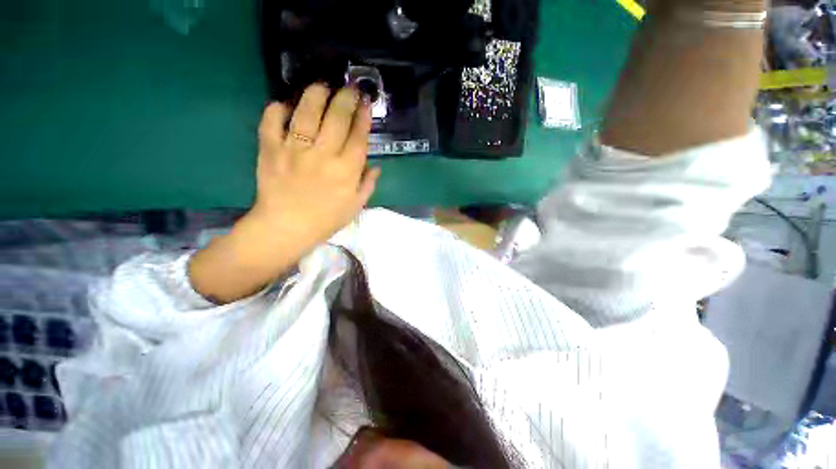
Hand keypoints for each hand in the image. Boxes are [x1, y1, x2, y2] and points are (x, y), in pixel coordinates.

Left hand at [250, 83, 379, 252]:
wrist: (287, 227)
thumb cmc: (326, 219)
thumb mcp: (355, 206)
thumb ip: (368, 184)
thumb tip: (376, 166)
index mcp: (346, 170)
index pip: (358, 136)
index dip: (363, 117)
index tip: (366, 103)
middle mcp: (323, 154)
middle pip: (336, 117)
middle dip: (345, 98)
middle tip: (349, 89)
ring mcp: (295, 149)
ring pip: (306, 111)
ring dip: (316, 94)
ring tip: (322, 87)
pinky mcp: (270, 149)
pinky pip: (272, 120)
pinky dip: (278, 108)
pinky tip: (286, 105)